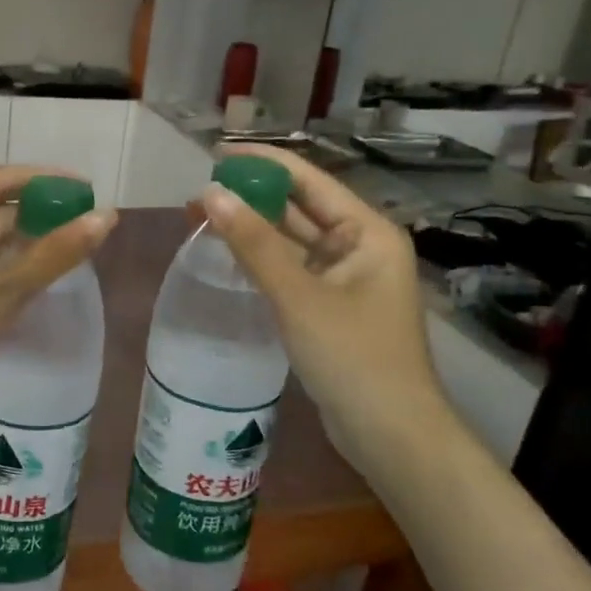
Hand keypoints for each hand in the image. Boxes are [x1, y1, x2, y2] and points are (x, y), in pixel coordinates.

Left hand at [0, 166, 115, 438]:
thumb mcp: (1, 290)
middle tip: (86, 221)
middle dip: (37, 213)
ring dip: (22, 241)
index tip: (87, 189)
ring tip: (70, 245)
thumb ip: (55, 253)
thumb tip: (107, 218)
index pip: (0, 180)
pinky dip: (2, 264)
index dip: (47, 182)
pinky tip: (34, 273)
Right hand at [199, 144, 459, 482]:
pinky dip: (261, 260)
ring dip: (253, 229)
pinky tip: (228, 255)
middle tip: (200, 191)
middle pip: (300, 208)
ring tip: (203, 217)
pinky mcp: (330, 307)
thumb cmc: (353, 358)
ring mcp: (345, 279)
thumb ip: (254, 244)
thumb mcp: (299, 296)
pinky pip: (291, 270)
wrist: (390, 434)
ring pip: (292, 241)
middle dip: (252, 197)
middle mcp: (359, 247)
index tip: (216, 155)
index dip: (263, 164)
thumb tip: (211, 194)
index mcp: (367, 232)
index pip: (309, 181)